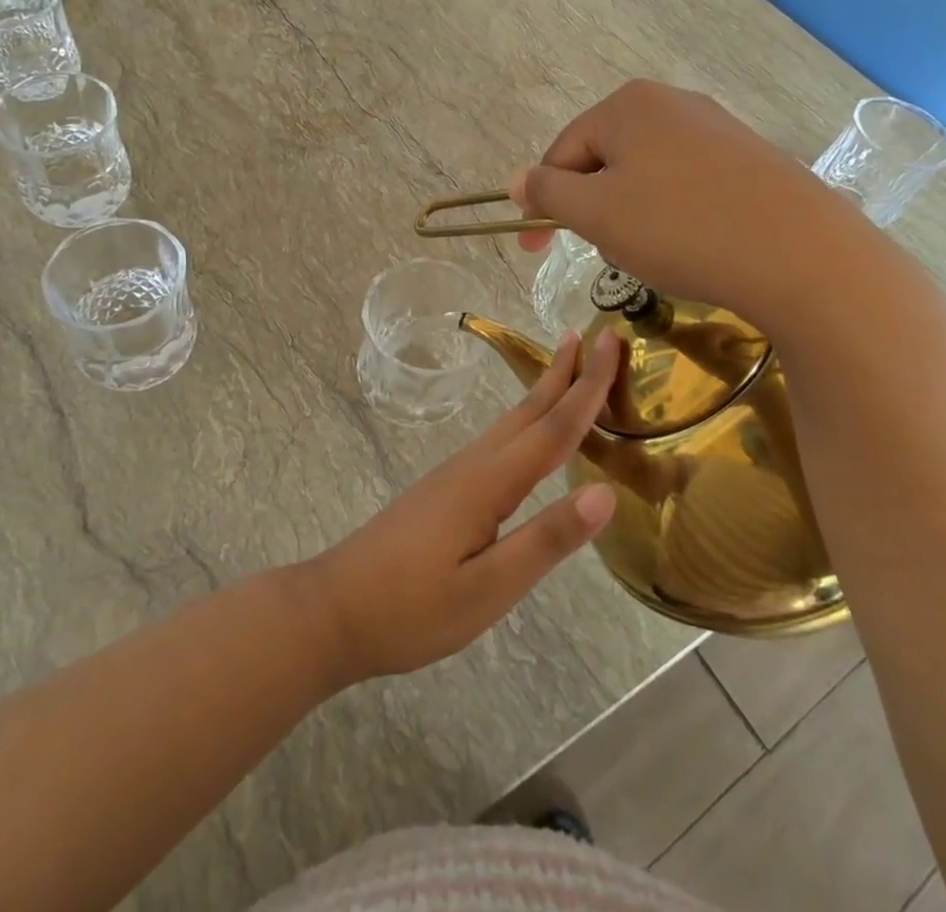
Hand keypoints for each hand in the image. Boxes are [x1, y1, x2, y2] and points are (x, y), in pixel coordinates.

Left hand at [302, 332, 620, 683]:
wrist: (334, 609)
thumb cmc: (413, 609)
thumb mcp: (489, 588)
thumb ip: (547, 540)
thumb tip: (606, 492)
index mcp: (490, 482)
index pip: (554, 428)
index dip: (587, 387)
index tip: (610, 343)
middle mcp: (474, 465)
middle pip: (529, 411)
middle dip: (564, 373)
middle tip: (594, 337)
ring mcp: (454, 474)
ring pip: (510, 422)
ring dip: (543, 392)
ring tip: (566, 368)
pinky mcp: (444, 489)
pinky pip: (497, 440)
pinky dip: (524, 421)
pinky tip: (525, 433)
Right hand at [508, 79, 875, 331]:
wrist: (803, 256)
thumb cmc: (681, 228)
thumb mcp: (596, 213)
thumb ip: (547, 193)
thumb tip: (515, 180)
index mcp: (628, 105)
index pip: (561, 152)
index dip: (541, 201)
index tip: (534, 249)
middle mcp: (672, 103)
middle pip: (604, 159)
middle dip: (593, 208)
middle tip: (604, 251)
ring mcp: (716, 128)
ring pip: (645, 175)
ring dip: (631, 214)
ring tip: (652, 252)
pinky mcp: (749, 159)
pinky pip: (686, 184)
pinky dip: (673, 215)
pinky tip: (691, 244)